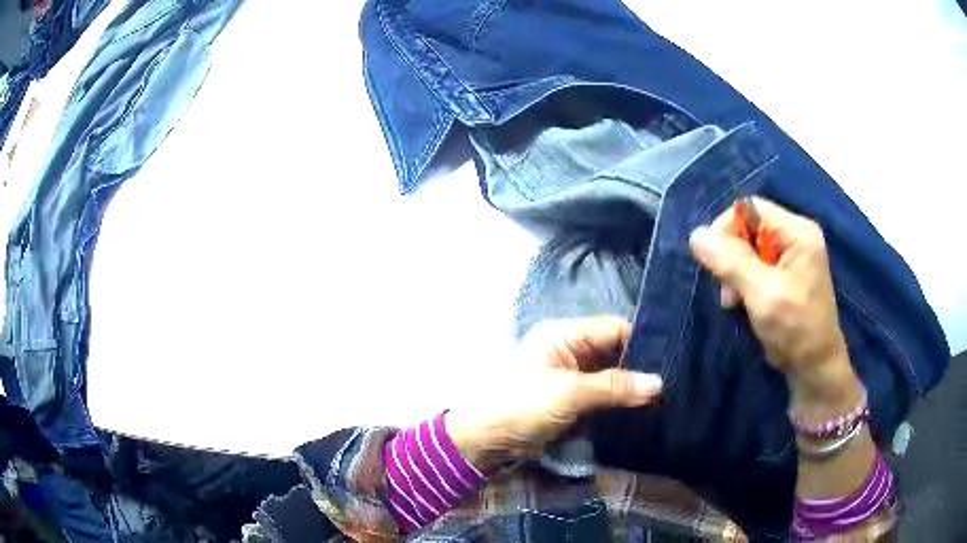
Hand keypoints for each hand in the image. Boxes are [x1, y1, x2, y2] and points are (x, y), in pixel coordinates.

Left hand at [445, 316, 661, 471]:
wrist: (487, 440)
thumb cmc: (521, 406)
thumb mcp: (568, 393)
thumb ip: (614, 387)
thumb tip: (659, 384)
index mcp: (565, 335)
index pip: (614, 328)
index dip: (643, 341)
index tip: (673, 358)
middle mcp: (573, 350)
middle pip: (616, 351)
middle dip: (642, 366)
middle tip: (677, 381)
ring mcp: (574, 376)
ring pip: (614, 374)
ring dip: (634, 386)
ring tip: (668, 396)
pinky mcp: (575, 400)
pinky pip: (606, 394)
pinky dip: (622, 401)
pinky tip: (645, 408)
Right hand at [688, 198, 857, 406]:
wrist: (814, 367)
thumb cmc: (795, 330)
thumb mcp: (762, 294)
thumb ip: (731, 262)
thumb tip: (696, 235)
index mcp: (797, 232)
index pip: (751, 209)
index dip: (726, 228)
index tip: (712, 260)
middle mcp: (796, 235)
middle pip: (749, 227)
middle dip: (731, 255)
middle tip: (726, 289)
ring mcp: (793, 254)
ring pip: (749, 247)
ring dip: (735, 271)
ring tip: (732, 301)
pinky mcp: (787, 272)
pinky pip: (756, 264)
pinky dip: (743, 280)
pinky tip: (741, 302)